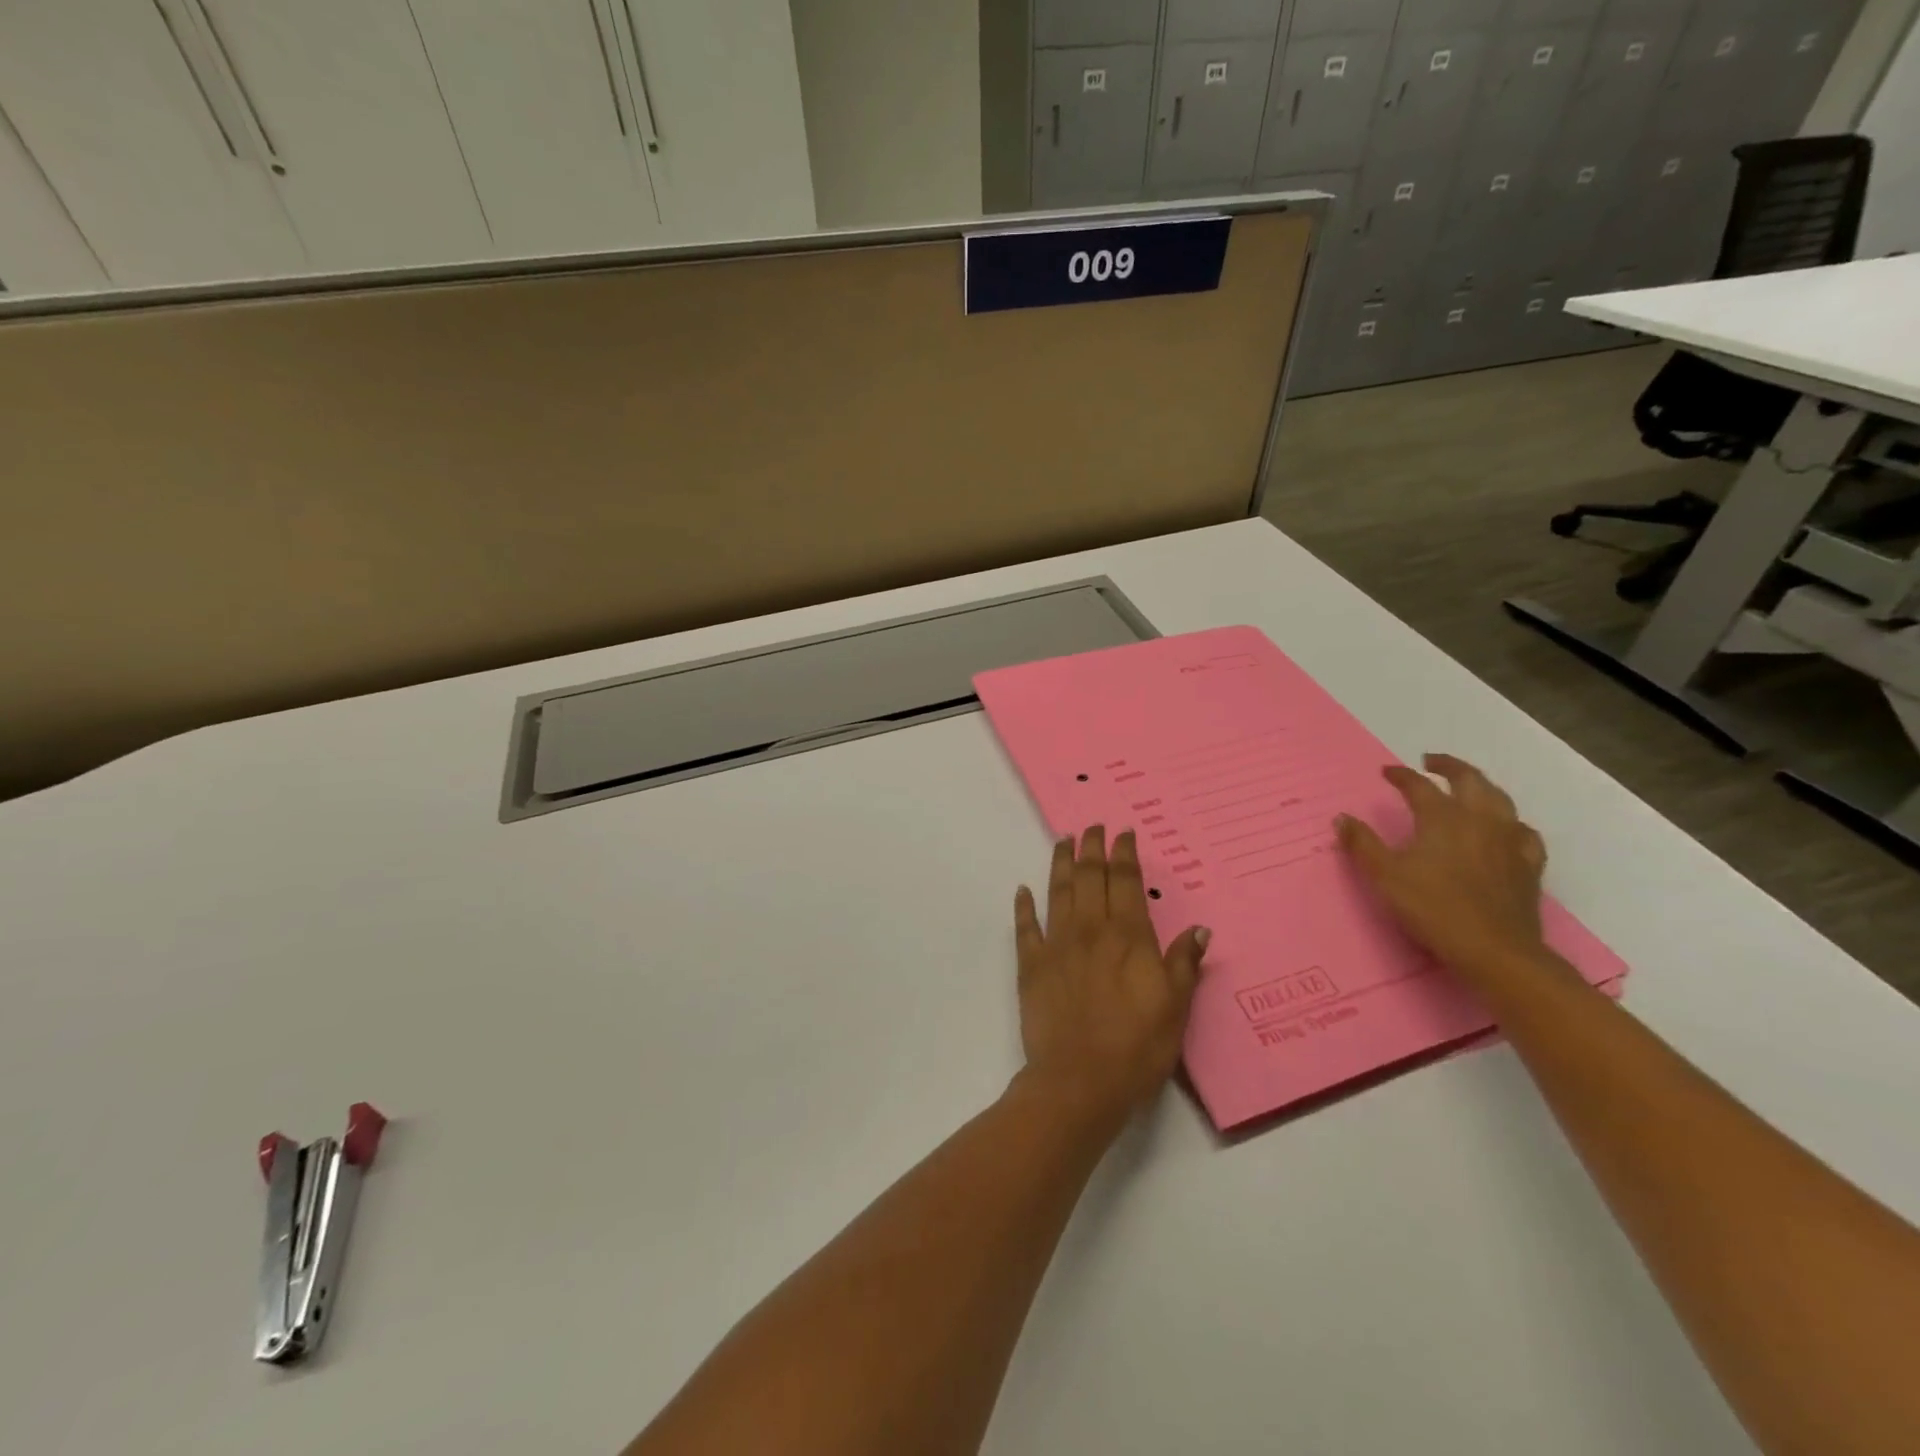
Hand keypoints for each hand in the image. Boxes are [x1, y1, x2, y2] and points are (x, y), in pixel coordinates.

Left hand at [1012, 827, 1209, 1131]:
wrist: (1079, 1081)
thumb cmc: (1136, 1047)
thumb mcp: (1175, 1008)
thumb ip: (1183, 964)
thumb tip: (1198, 928)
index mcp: (1127, 937)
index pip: (1125, 882)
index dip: (1124, 854)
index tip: (1123, 833)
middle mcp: (1090, 930)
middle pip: (1090, 877)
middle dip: (1092, 848)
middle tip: (1092, 826)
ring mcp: (1056, 945)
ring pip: (1059, 892)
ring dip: (1061, 864)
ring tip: (1062, 841)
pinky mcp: (1031, 966)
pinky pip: (1025, 927)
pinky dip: (1023, 906)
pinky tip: (1022, 890)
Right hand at [1336, 754, 1554, 983]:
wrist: (1494, 950)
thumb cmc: (1433, 908)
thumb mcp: (1385, 876)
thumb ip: (1362, 844)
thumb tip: (1342, 818)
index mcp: (1442, 818)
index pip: (1419, 786)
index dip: (1401, 775)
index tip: (1386, 771)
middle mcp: (1479, 820)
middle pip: (1469, 780)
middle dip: (1449, 766)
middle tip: (1431, 762)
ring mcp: (1509, 840)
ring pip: (1500, 799)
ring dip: (1481, 786)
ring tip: (1468, 786)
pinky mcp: (1528, 864)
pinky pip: (1524, 832)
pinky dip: (1511, 822)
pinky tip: (1507, 829)